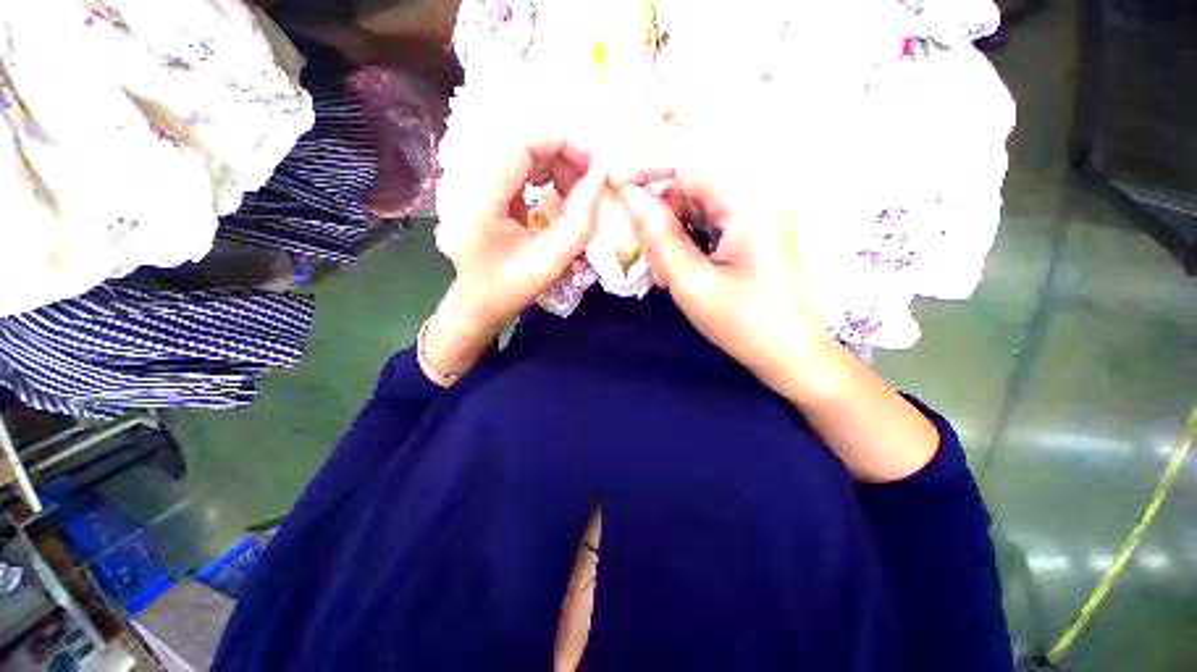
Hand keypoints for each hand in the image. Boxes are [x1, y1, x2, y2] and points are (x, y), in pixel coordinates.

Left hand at [423, 128, 608, 381]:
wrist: (477, 301)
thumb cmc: (510, 288)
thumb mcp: (551, 262)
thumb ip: (580, 220)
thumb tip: (602, 175)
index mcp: (476, 199)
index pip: (519, 139)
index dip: (563, 141)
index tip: (596, 165)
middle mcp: (465, 177)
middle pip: (521, 135)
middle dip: (565, 150)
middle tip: (591, 180)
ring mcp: (469, 176)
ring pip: (522, 143)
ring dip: (558, 160)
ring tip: (577, 192)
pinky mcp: (480, 180)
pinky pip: (519, 158)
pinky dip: (547, 169)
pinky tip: (560, 191)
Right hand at [617, 163, 825, 396]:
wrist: (786, 351)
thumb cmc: (742, 323)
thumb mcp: (691, 283)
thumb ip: (659, 237)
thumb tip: (629, 195)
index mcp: (748, 205)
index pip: (688, 166)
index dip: (648, 173)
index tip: (618, 190)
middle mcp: (757, 197)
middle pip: (689, 188)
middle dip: (662, 220)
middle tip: (656, 264)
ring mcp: (756, 212)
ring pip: (694, 207)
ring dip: (673, 236)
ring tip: (670, 275)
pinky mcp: (752, 227)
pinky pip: (706, 221)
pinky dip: (688, 242)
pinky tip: (685, 271)